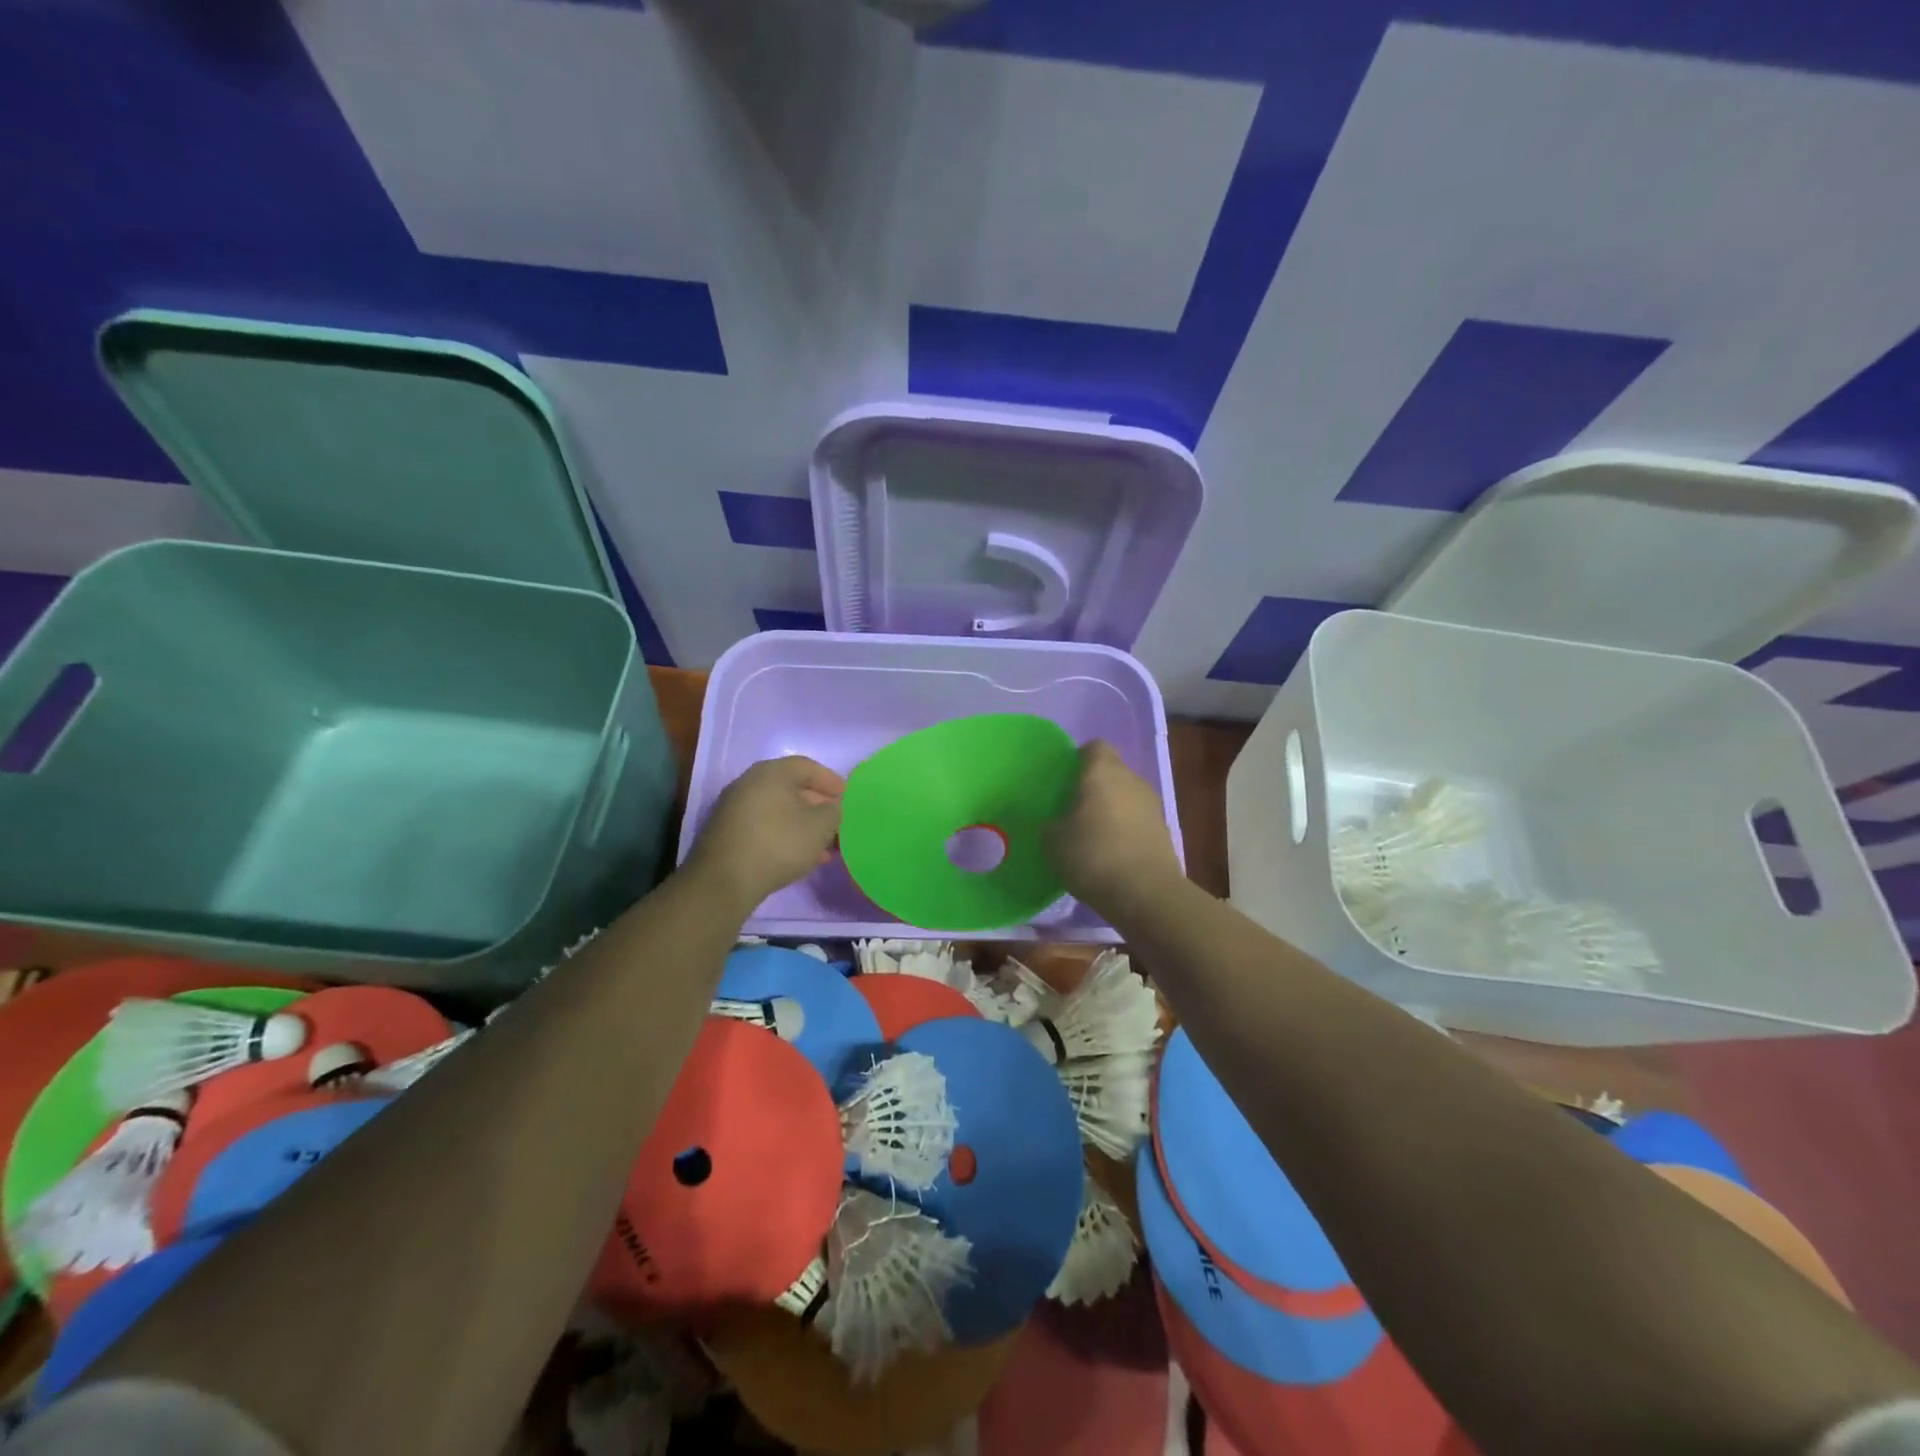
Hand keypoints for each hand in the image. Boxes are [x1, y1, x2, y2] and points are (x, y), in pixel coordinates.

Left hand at [687, 755, 844, 910]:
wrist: (725, 881)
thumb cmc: (779, 844)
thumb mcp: (820, 827)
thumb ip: (834, 811)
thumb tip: (831, 807)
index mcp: (771, 772)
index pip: (807, 766)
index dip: (830, 780)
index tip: (846, 797)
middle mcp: (749, 783)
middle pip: (792, 789)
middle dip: (818, 806)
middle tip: (836, 822)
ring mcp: (734, 808)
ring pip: (779, 811)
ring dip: (803, 825)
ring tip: (823, 847)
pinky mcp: (728, 833)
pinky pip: (765, 827)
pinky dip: (785, 836)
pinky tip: (800, 857)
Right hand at [1045, 741, 1184, 911]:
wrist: (1146, 893)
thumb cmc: (1092, 855)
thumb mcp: (1053, 841)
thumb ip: (1051, 824)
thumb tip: (1055, 822)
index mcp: (1103, 771)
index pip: (1094, 747)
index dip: (1078, 758)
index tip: (1063, 779)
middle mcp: (1131, 779)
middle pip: (1111, 771)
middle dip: (1093, 786)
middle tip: (1071, 809)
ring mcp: (1152, 805)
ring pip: (1126, 796)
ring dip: (1111, 809)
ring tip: (1090, 834)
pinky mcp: (1163, 830)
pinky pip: (1137, 820)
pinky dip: (1125, 830)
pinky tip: (1110, 853)